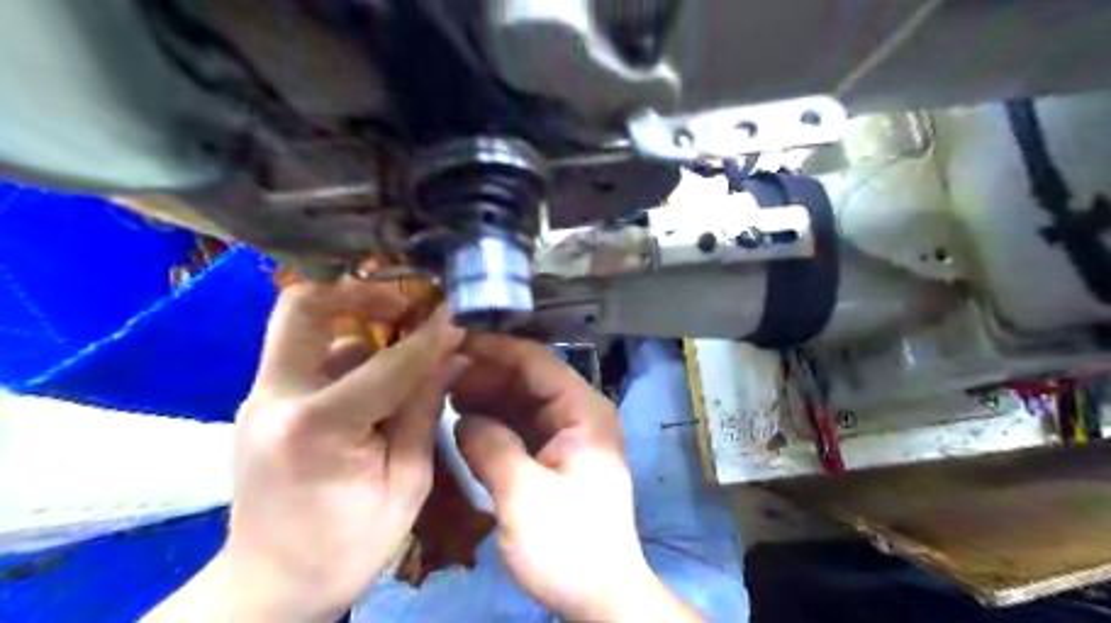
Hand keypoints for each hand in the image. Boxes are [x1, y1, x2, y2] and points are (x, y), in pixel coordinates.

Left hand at [144, 281, 461, 622]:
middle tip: (407, 304)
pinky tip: (376, 375)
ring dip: (358, 324)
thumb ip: (423, 412)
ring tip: (401, 342)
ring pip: (307, 327)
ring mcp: (260, 397)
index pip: (386, 363)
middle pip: (303, 307)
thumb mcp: (405, 484)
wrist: (268, 586)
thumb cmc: (345, 547)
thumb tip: (451, 355)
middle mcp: (274, 399)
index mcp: (315, 429)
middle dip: (360, 292)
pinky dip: (346, 351)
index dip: (430, 336)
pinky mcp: (262, 401)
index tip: (459, 314)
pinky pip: (306, 354)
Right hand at [447, 339, 690, 620]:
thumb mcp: (525, 497)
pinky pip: (521, 425)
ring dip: (486, 395)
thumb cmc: (570, 546)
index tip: (451, 341)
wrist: (601, 595)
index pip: (537, 361)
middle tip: (438, 373)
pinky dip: (493, 420)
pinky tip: (462, 421)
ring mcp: (568, 433)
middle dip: (485, 373)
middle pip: (528, 378)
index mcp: (584, 411)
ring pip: (521, 399)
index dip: (494, 349)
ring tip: (442, 393)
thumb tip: (462, 418)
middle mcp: (579, 412)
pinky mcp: (556, 454)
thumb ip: (491, 448)